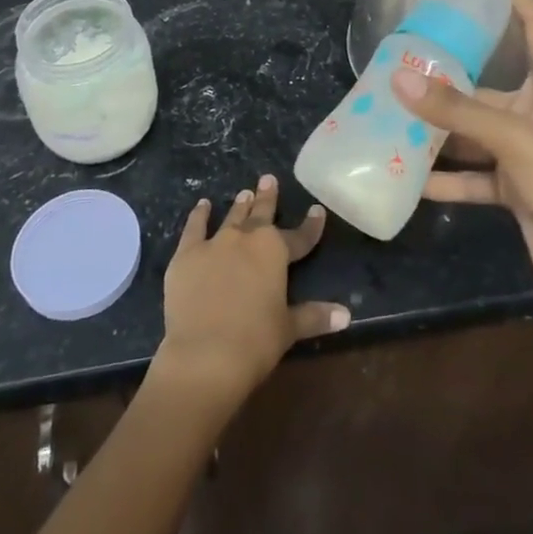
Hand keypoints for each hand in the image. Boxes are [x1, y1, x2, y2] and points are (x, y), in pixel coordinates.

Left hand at [154, 174, 349, 408]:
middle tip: (268, 179)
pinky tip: (203, 205)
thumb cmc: (255, 341)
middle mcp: (247, 239)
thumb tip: (346, 315)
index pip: (300, 236)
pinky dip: (199, 215)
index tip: (317, 210)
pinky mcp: (187, 254)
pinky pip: (194, 228)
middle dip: (268, 197)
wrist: (205, 354)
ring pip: (232, 217)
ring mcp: (215, 243)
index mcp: (275, 251)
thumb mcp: (289, 328)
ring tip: (245, 192)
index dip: (311, 225)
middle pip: (261, 214)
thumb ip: (315, 316)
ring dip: (240, 205)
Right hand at [393, 0, 532, 315]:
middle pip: (492, 83)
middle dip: (451, 75)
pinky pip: (474, 175)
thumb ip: (457, 111)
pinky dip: (447, 177)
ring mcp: (528, 153)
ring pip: (477, 131)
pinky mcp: (517, 189)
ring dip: (442, 129)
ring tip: (394, 113)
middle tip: (405, 58)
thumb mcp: (514, 140)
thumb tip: (398, 80)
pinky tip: (410, 177)